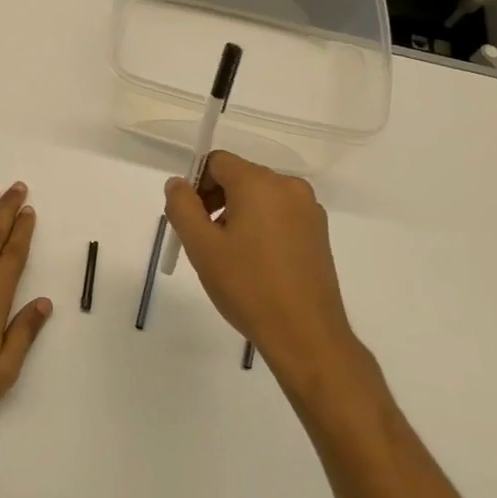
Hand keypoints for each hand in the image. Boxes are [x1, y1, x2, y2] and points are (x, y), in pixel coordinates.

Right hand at [164, 152, 357, 385]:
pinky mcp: (319, 232)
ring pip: (260, 197)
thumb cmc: (248, 287)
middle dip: (216, 200)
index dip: (196, 184)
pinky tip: (256, 263)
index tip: (190, 219)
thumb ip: (182, 206)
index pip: (218, 162)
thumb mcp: (202, 246)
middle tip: (204, 240)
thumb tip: (177, 183)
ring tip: (230, 255)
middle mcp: (288, 186)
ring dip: (238, 214)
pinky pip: (280, 214)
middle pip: (240, 176)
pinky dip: (262, 226)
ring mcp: (309, 209)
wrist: (306, 335)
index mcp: (259, 182)